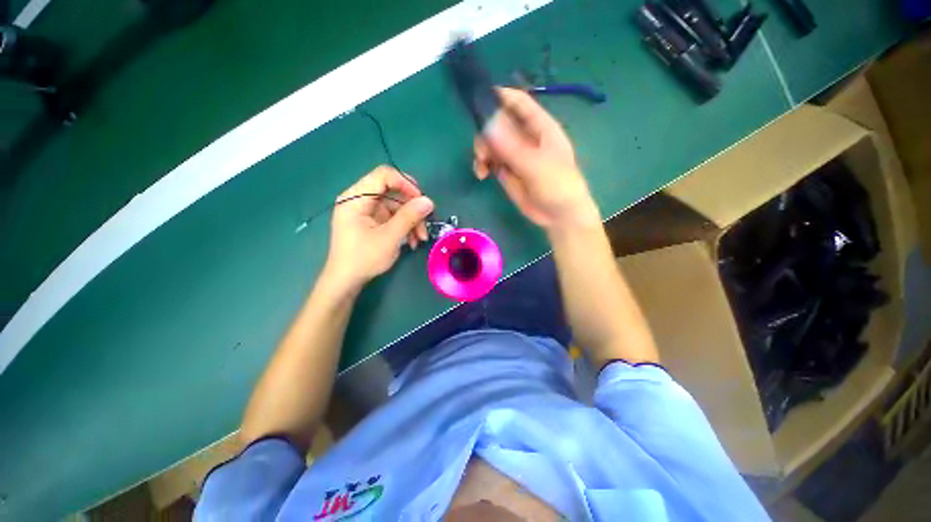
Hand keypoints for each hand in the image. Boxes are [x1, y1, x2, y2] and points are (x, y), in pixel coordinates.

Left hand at [324, 166, 433, 289]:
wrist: (346, 281)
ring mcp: (367, 212)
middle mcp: (360, 200)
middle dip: (412, 208)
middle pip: (393, 192)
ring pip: (396, 207)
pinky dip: (405, 227)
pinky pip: (393, 217)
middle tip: (425, 223)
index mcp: (356, 198)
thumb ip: (409, 217)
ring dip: (411, 221)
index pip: (383, 175)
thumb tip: (429, 201)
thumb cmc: (363, 259)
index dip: (405, 183)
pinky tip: (413, 241)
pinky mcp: (373, 222)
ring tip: (421, 239)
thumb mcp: (389, 238)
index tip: (421, 200)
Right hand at [473, 88, 599, 231]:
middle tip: (483, 152)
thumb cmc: (557, 186)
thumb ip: (511, 147)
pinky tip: (481, 174)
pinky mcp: (507, 171)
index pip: (518, 102)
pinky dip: (482, 165)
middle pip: (498, 123)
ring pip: (491, 142)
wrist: (558, 216)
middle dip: (485, 134)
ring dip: (482, 151)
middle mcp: (525, 137)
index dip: (499, 97)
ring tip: (482, 167)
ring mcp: (515, 155)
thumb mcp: (536, 165)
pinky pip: (490, 161)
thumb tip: (487, 124)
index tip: (477, 101)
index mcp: (540, 127)